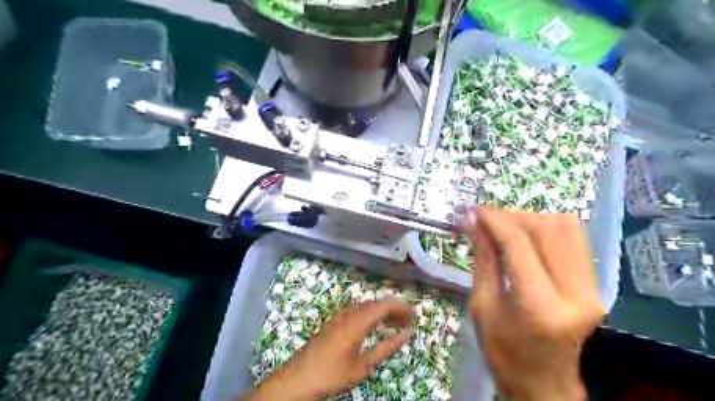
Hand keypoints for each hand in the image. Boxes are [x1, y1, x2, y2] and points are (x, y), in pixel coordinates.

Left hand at [248, 299, 409, 398]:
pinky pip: (357, 311)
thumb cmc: (333, 373)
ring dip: (382, 312)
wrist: (299, 377)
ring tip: (394, 324)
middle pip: (376, 303)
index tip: (413, 316)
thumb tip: (406, 335)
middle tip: (406, 322)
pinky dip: (370, 315)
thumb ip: (386, 347)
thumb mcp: (363, 365)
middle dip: (393, 309)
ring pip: (367, 306)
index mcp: (358, 320)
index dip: (401, 308)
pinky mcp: (335, 320)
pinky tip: (374, 326)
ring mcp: (340, 315)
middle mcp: (350, 312)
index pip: (385, 305)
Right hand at [463, 207, 601, 400]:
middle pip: (546, 229)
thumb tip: (475, 222)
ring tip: (504, 226)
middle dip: (511, 216)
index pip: (519, 243)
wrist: (543, 381)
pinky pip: (574, 239)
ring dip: (530, 219)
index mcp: (539, 306)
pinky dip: (547, 228)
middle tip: (486, 218)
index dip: (495, 219)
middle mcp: (575, 294)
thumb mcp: (482, 304)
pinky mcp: (595, 284)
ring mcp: (592, 288)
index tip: (475, 211)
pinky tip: (525, 235)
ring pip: (565, 227)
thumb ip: (484, 258)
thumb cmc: (503, 351)